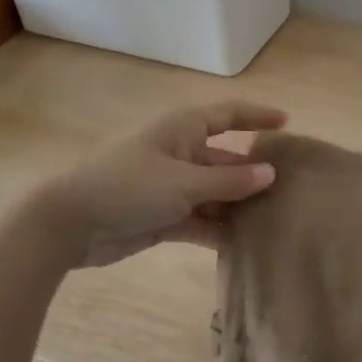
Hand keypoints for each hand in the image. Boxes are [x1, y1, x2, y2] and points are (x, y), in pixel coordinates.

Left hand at [28, 100, 286, 269]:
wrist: (67, 223)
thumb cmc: (127, 186)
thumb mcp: (184, 182)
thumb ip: (229, 182)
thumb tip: (270, 174)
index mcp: (182, 130)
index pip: (228, 115)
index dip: (257, 117)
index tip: (287, 124)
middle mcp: (180, 154)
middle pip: (227, 161)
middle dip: (255, 175)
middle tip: (293, 191)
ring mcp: (171, 187)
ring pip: (216, 194)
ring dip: (240, 208)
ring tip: (277, 222)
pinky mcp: (163, 217)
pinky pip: (201, 220)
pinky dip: (219, 230)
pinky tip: (246, 245)